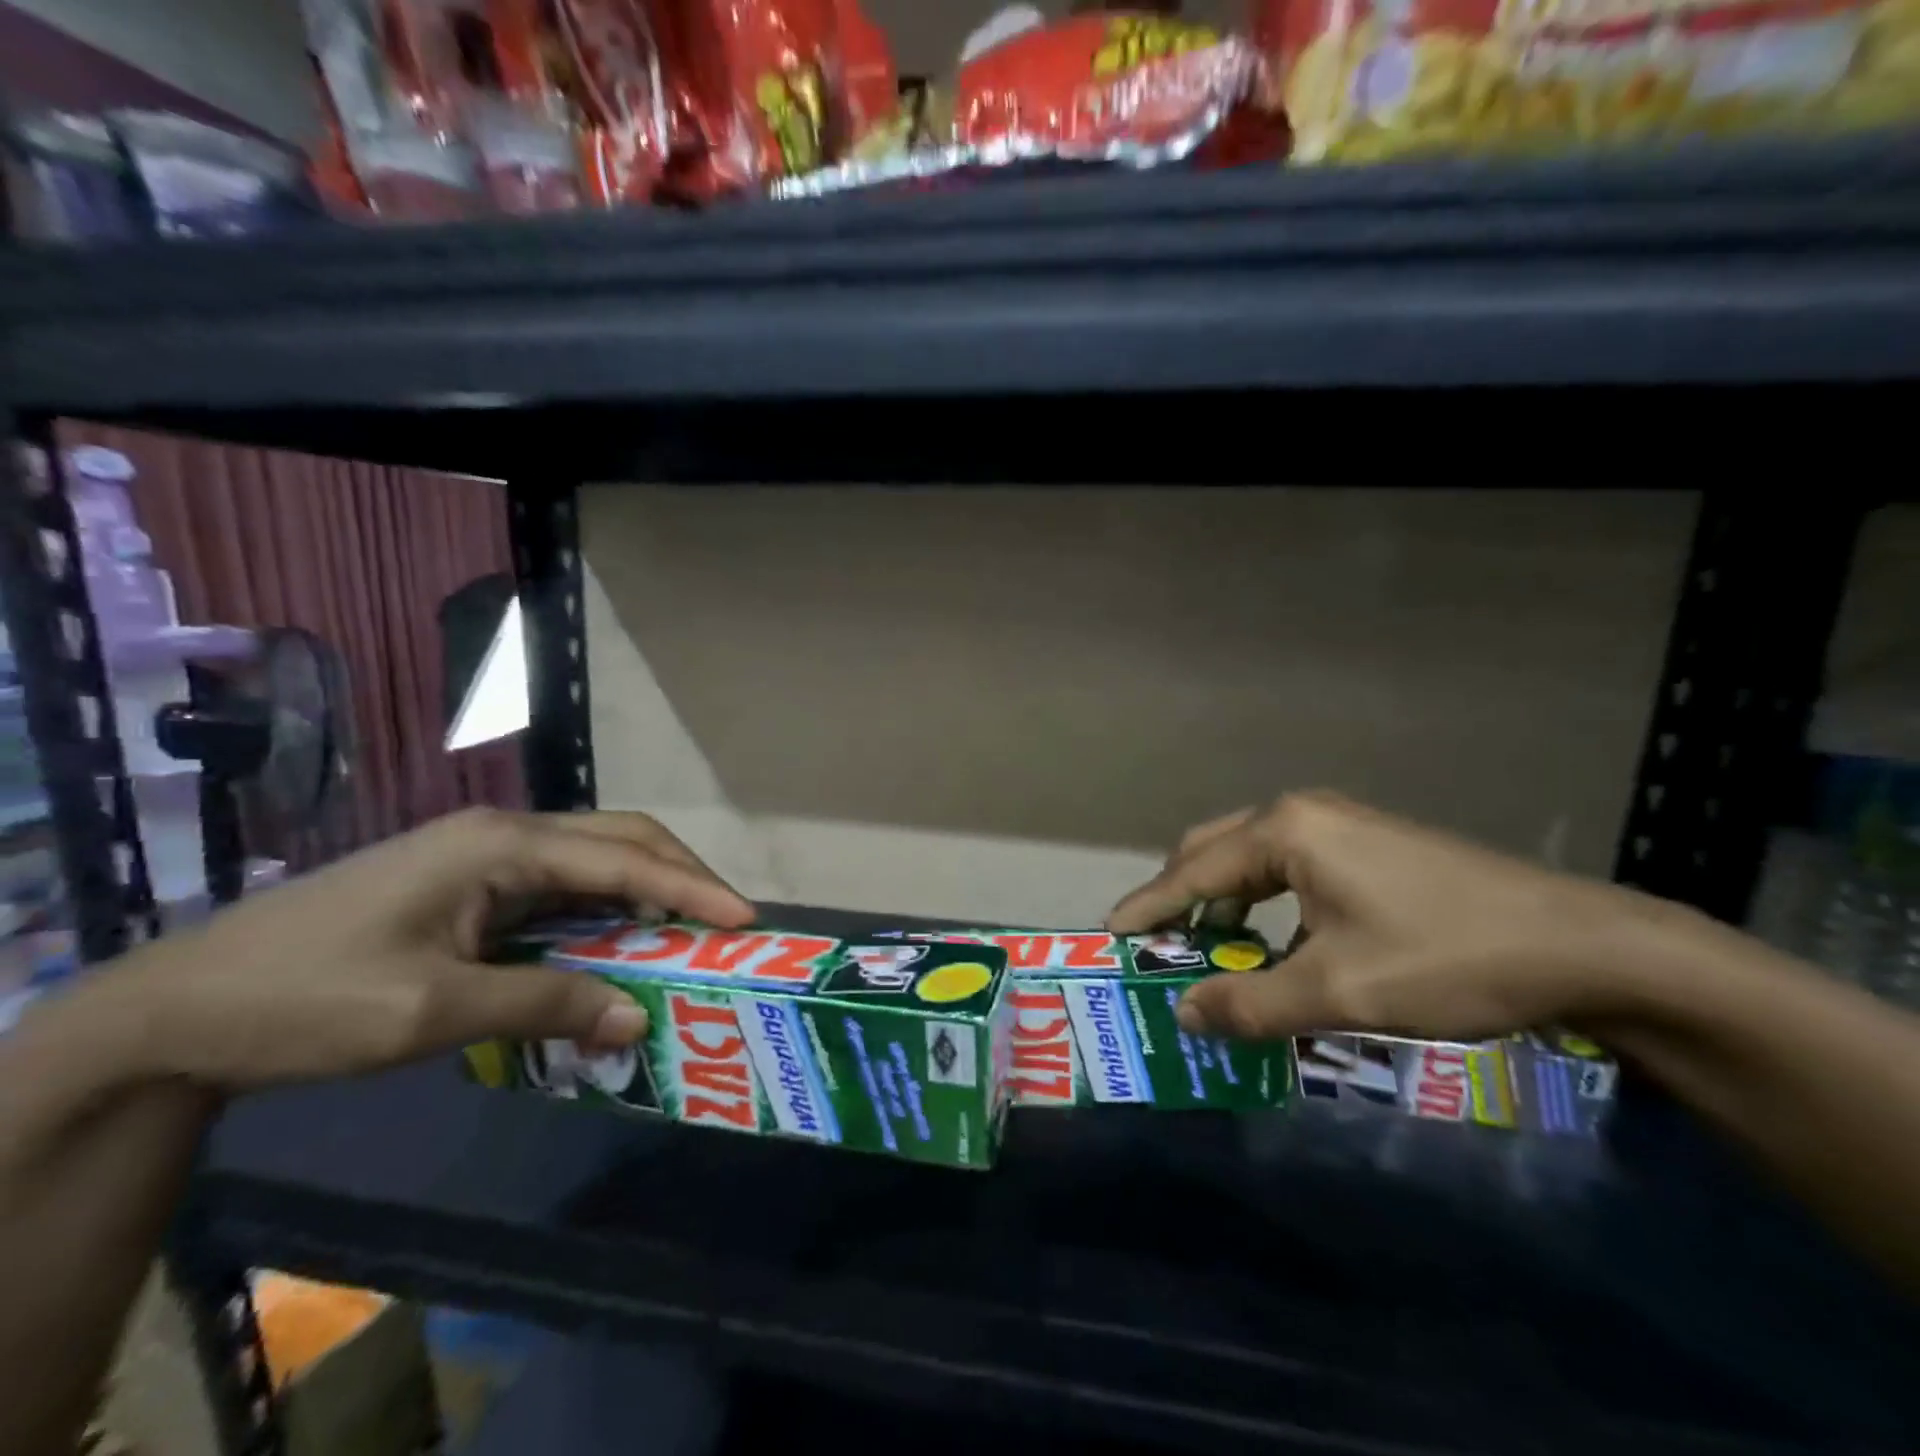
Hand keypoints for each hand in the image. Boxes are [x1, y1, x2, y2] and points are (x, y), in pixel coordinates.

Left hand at [112, 807, 753, 1090]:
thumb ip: (546, 1002)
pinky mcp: (468, 885)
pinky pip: (559, 889)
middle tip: (726, 920)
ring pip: (592, 860)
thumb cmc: (305, 999)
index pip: (623, 859)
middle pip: (619, 839)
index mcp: (502, 844)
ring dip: (644, 892)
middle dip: (680, 875)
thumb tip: (637, 1017)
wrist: (174, 1010)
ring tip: (687, 932)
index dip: (691, 888)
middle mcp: (503, 835)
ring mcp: (483, 857)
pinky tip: (616, 943)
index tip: (746, 918)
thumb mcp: (432, 1009)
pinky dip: (601, 912)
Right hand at [1107, 792, 1682, 1041]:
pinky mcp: (1368, 843)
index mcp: (1285, 831)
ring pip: (1252, 856)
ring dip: (1222, 898)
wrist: (1583, 947)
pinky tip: (1274, 938)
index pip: (1192, 870)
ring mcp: (1340, 823)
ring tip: (1207, 945)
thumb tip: (1183, 1014)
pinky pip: (1289, 865)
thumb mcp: (1337, 991)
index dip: (1148, 908)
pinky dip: (1263, 899)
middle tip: (1157, 944)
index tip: (1109, 936)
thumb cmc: (1446, 959)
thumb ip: (1248, 1003)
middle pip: (1214, 850)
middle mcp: (1303, 813)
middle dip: (1180, 896)